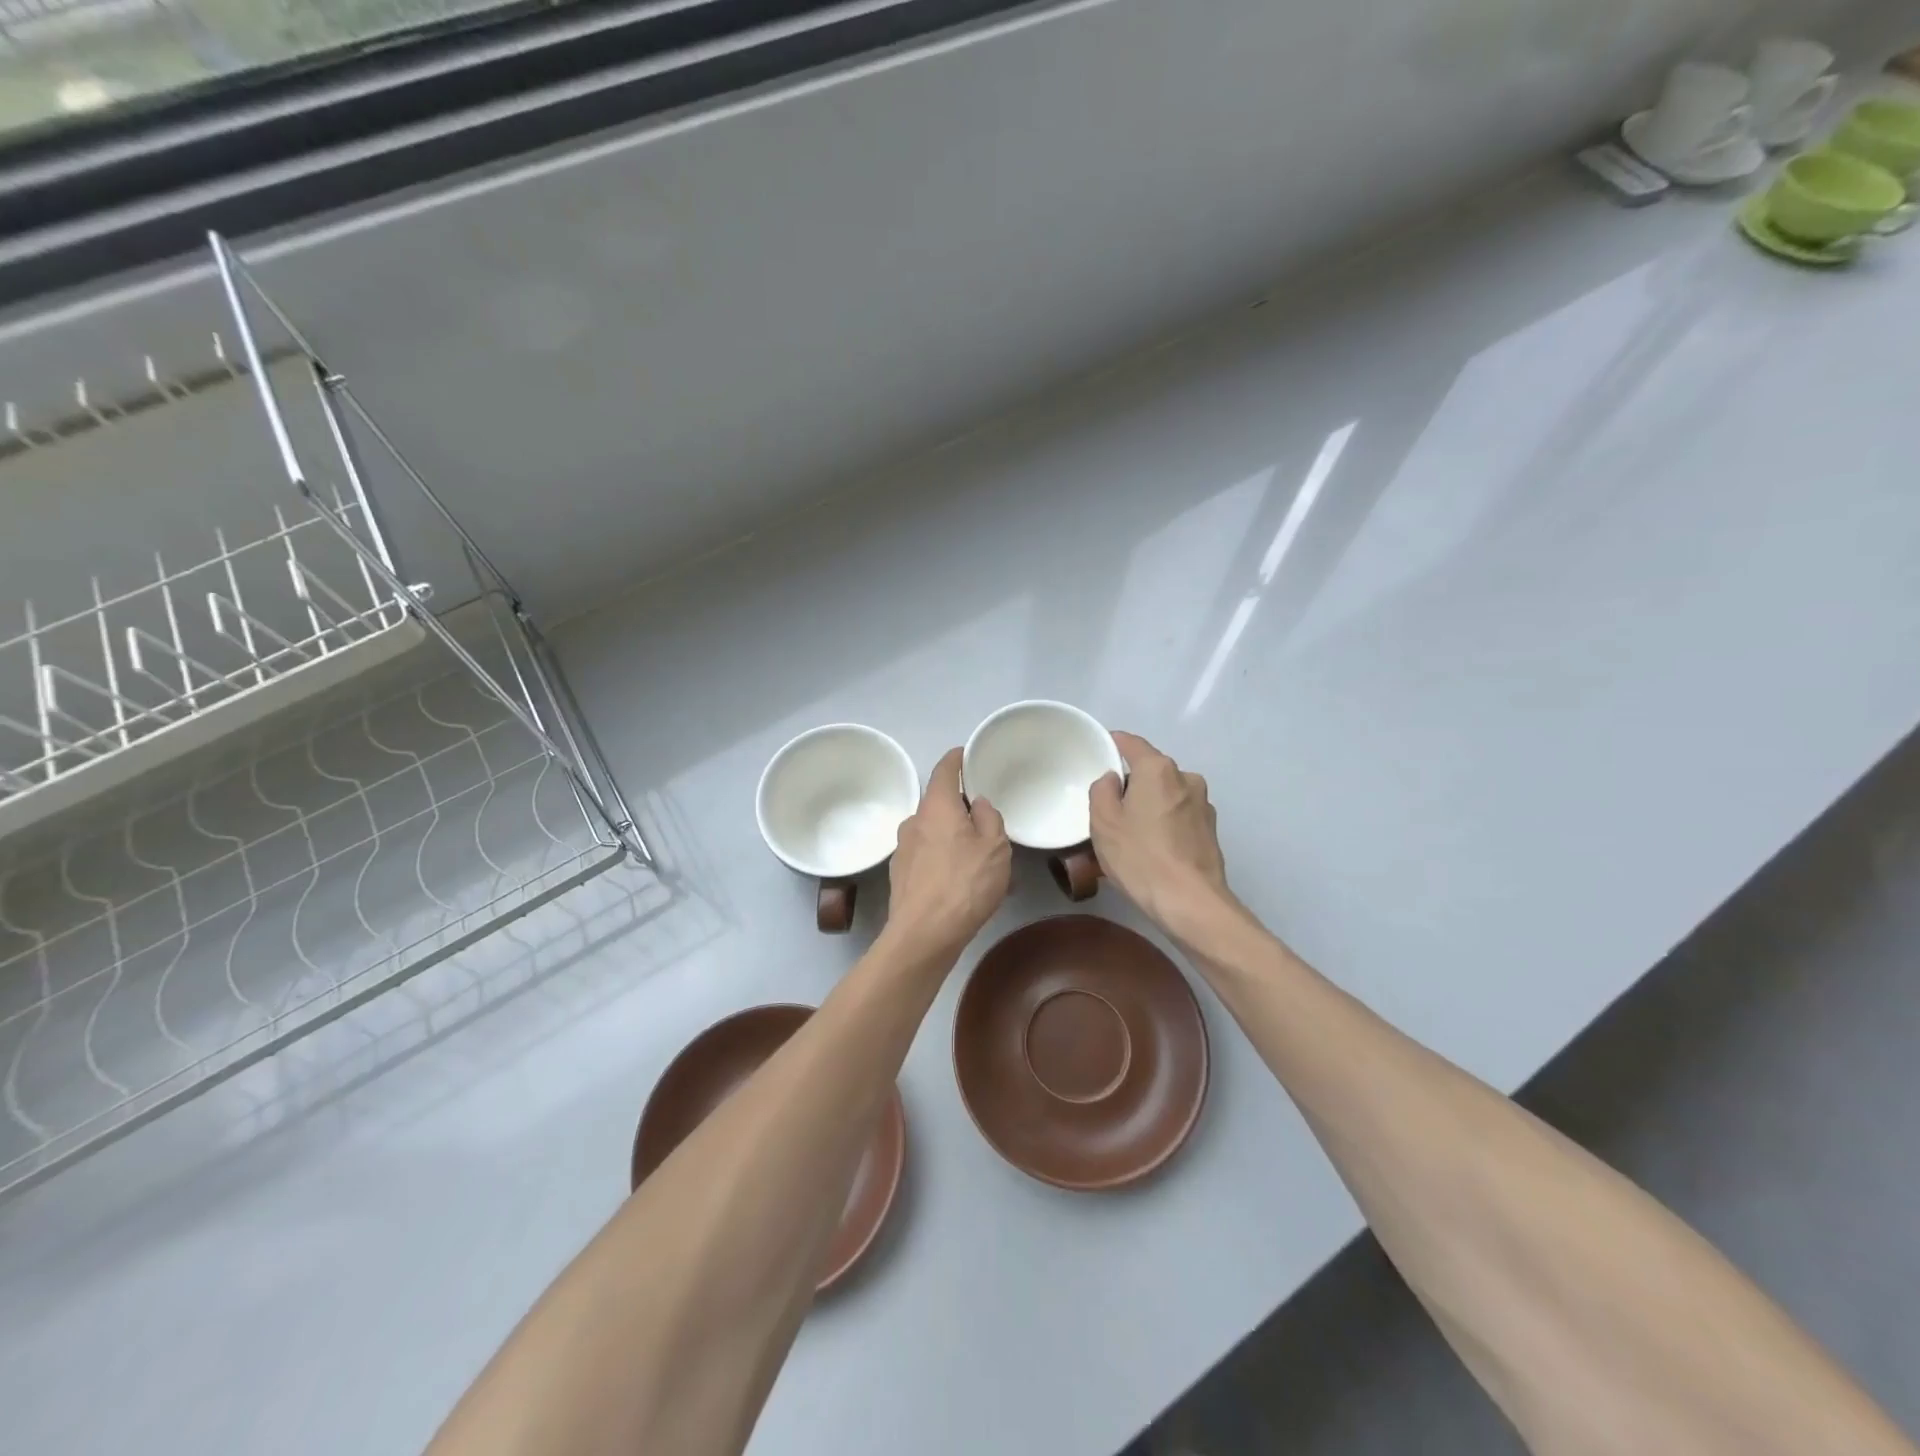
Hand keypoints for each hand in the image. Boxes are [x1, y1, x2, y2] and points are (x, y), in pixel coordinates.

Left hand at [887, 747, 1010, 953]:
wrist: (924, 935)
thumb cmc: (965, 883)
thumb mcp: (995, 847)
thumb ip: (990, 817)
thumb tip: (978, 803)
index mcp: (936, 806)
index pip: (944, 769)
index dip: (956, 759)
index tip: (966, 754)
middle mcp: (914, 821)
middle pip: (938, 803)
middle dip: (960, 808)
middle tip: (986, 820)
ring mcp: (903, 849)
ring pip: (933, 833)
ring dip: (953, 838)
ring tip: (980, 859)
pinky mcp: (900, 876)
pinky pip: (927, 857)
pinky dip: (943, 860)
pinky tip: (961, 882)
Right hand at [1090, 732, 1232, 935]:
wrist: (1190, 902)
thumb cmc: (1139, 857)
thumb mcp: (1102, 822)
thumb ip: (1102, 790)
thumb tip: (1113, 780)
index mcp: (1158, 769)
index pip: (1131, 743)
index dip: (1112, 743)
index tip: (1097, 752)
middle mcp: (1186, 778)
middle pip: (1151, 771)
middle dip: (1131, 783)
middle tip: (1109, 808)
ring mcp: (1203, 804)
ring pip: (1167, 794)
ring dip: (1150, 806)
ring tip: (1131, 834)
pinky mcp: (1211, 830)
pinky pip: (1179, 816)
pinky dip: (1165, 824)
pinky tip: (1153, 849)